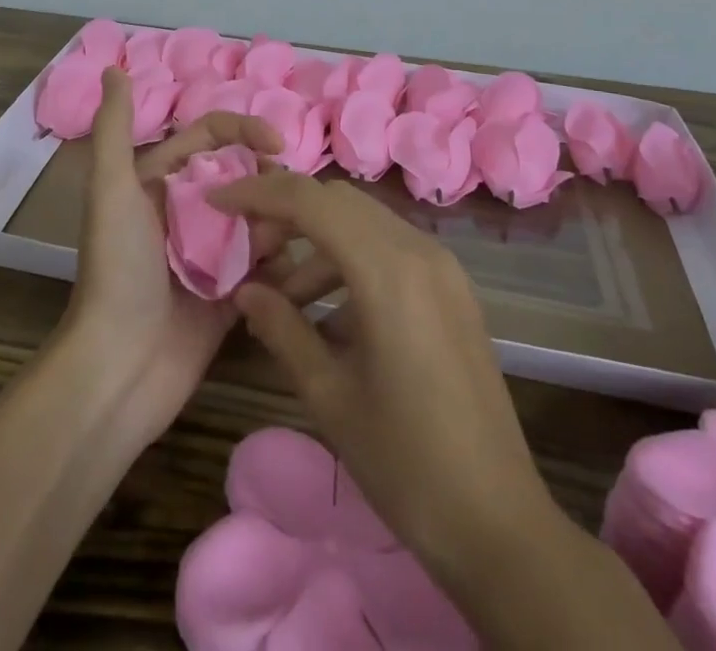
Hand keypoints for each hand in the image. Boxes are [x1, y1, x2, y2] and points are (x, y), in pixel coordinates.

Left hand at [63, 68, 282, 443]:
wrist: (119, 369)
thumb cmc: (117, 270)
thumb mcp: (111, 191)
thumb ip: (114, 129)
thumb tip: (113, 67)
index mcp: (161, 183)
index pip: (212, 137)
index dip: (245, 132)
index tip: (277, 147)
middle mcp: (188, 213)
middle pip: (244, 176)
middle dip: (268, 183)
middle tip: (290, 203)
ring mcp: (211, 254)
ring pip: (260, 219)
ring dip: (277, 223)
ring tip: (284, 244)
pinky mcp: (230, 294)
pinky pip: (267, 266)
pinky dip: (283, 263)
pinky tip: (297, 270)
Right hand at [209, 171, 561, 583]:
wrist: (498, 522)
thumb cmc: (404, 462)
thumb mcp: (329, 395)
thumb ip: (281, 329)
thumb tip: (244, 291)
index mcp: (387, 269)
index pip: (309, 200)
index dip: (257, 192)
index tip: (217, 202)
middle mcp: (418, 250)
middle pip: (338, 201)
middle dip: (286, 214)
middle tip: (249, 253)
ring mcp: (442, 267)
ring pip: (364, 222)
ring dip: (318, 242)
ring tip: (283, 298)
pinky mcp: (453, 289)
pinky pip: (390, 249)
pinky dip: (351, 261)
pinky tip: (330, 316)